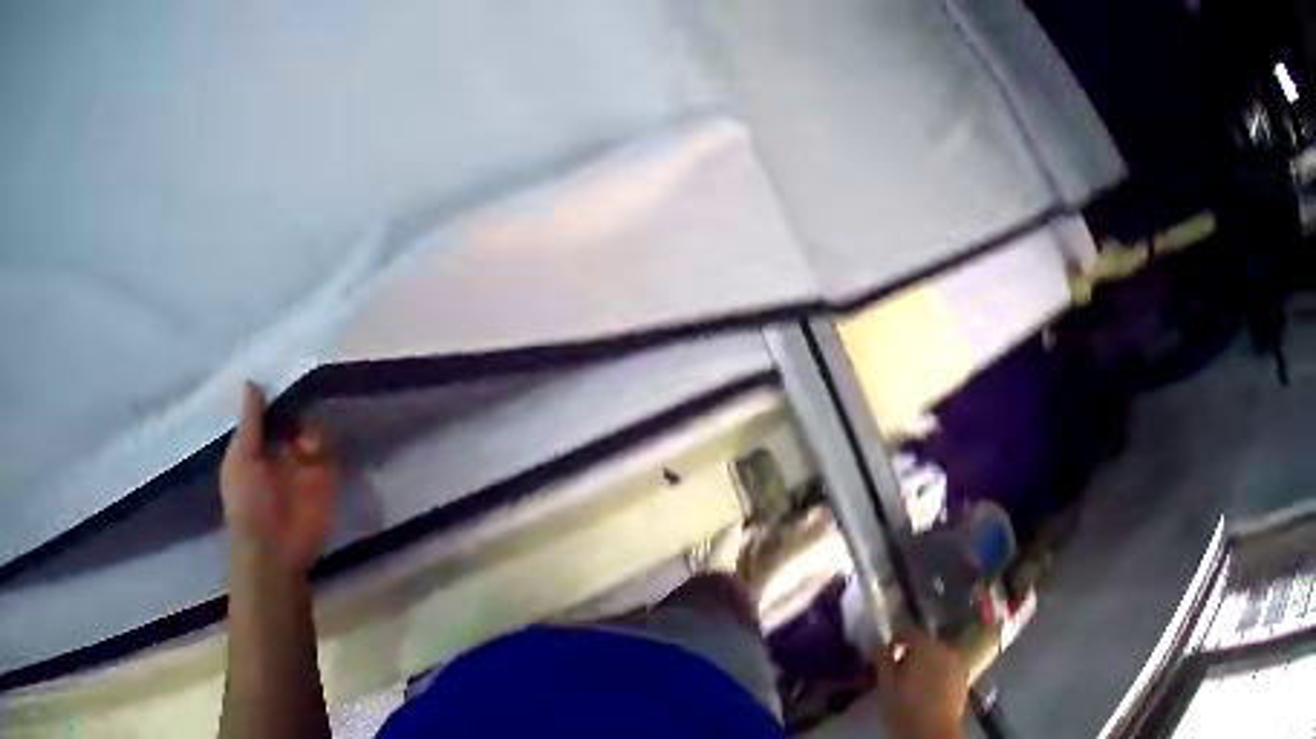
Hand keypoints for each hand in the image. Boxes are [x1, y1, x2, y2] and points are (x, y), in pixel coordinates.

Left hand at [220, 382, 337, 574]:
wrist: (275, 549)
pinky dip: (326, 444)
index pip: (267, 414)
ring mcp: (303, 467)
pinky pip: (330, 452)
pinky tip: (315, 450)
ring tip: (305, 444)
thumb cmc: (248, 502)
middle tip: (300, 396)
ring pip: (313, 431)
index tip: (280, 374)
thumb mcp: (242, 458)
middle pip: (293, 418)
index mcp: (255, 447)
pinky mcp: (325, 481)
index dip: (273, 397)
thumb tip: (252, 382)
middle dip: (296, 407)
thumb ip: (250, 421)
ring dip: (310, 428)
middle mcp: (279, 453)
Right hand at [875, 630, 967, 738]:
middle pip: (925, 643)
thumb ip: (882, 661)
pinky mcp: (964, 677)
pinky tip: (928, 689)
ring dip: (926, 663)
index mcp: (925, 645)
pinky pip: (947, 668)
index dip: (894, 642)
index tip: (885, 656)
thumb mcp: (886, 685)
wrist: (934, 730)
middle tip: (897, 671)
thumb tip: (879, 647)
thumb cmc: (906, 707)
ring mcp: (958, 662)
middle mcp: (945, 647)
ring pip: (938, 656)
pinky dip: (937, 673)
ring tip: (913, 681)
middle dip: (911, 653)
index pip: (907, 632)